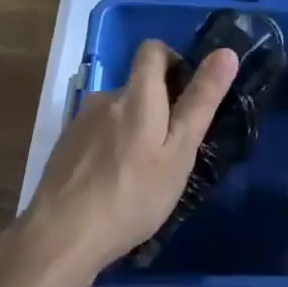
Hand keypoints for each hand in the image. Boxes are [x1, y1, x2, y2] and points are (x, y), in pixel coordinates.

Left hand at [19, 39, 238, 277]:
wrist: (61, 236)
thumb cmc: (132, 195)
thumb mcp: (179, 151)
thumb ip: (201, 101)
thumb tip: (226, 52)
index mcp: (136, 95)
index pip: (153, 49)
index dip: (174, 61)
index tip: (188, 95)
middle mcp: (105, 98)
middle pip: (137, 87)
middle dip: (157, 108)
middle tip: (173, 152)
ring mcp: (80, 123)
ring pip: (117, 114)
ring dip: (133, 132)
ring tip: (143, 175)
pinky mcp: (64, 147)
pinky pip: (98, 136)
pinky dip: (111, 150)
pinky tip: (114, 186)